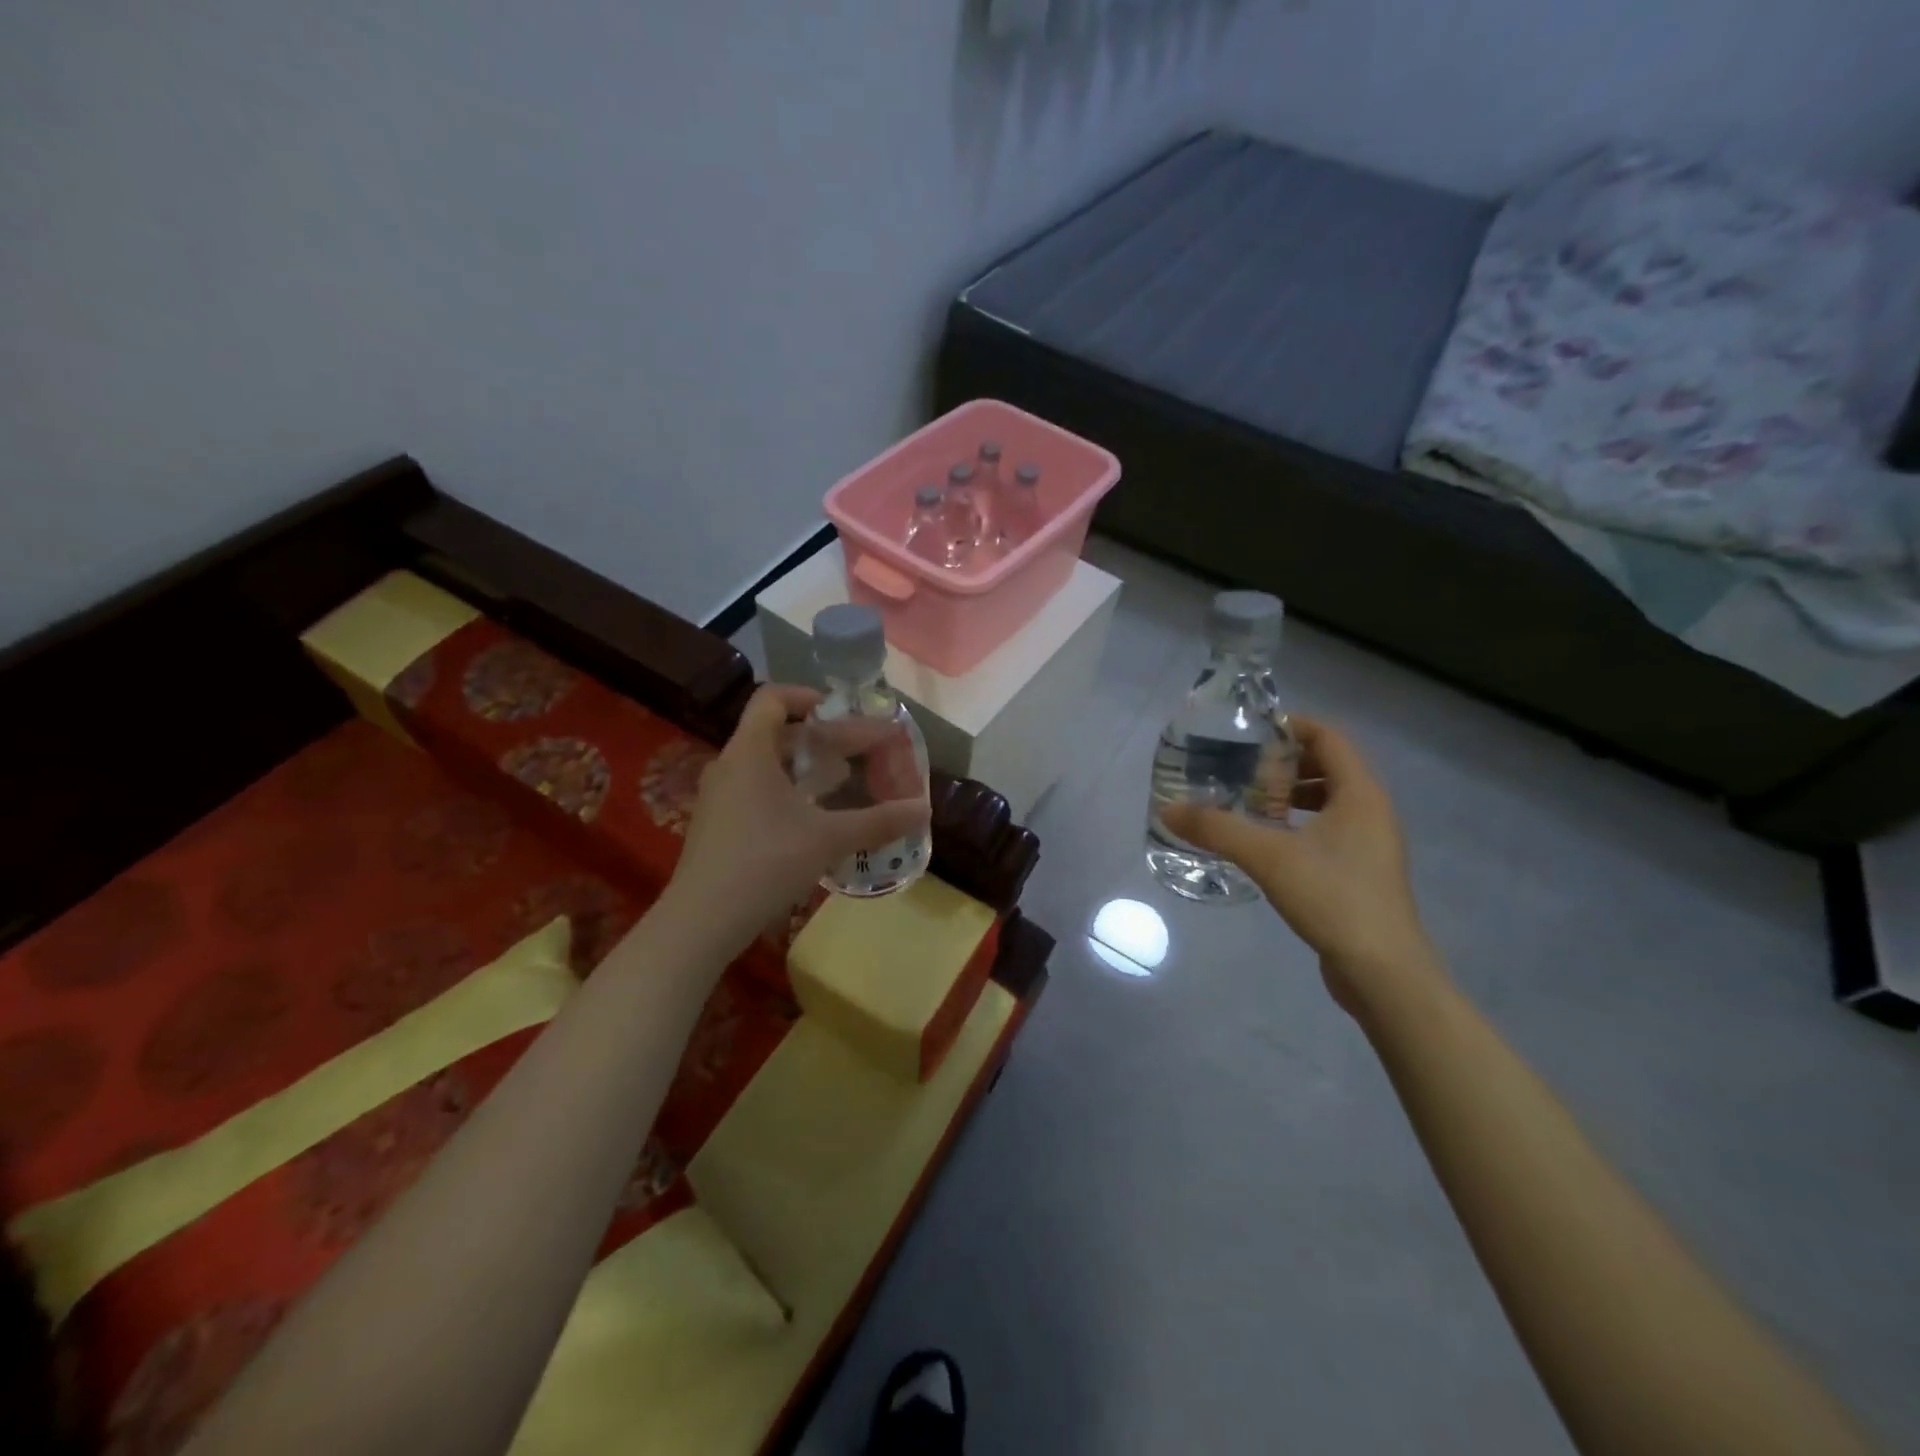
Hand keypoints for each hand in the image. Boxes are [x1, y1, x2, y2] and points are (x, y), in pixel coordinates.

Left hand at [665, 685, 930, 952]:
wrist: (702, 921)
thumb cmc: (766, 863)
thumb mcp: (829, 839)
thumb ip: (878, 822)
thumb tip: (924, 809)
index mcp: (750, 751)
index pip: (773, 698)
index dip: (809, 696)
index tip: (842, 712)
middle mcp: (730, 765)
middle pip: (777, 733)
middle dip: (823, 739)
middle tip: (861, 753)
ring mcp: (719, 796)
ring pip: (767, 765)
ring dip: (806, 767)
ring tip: (843, 782)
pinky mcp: (718, 825)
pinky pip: (756, 791)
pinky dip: (788, 792)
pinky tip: (814, 819)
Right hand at [1160, 716, 1435, 1012]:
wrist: (1382, 970)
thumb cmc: (1333, 897)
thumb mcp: (1267, 857)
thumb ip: (1216, 829)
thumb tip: (1168, 809)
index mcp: (1361, 794)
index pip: (1330, 738)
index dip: (1294, 726)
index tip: (1254, 729)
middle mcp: (1372, 811)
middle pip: (1331, 767)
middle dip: (1287, 763)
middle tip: (1244, 767)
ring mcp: (1371, 844)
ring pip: (1331, 802)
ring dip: (1292, 795)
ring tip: (1250, 803)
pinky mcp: (1363, 873)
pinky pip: (1331, 830)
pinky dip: (1300, 824)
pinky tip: (1268, 844)